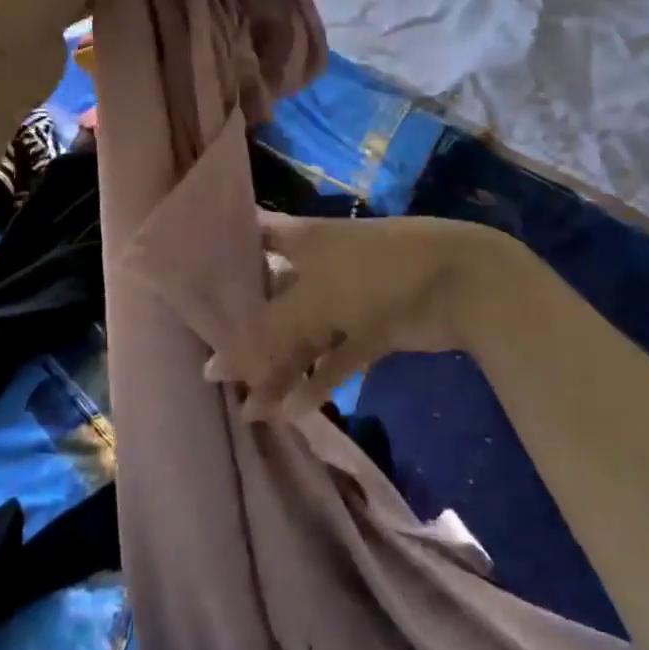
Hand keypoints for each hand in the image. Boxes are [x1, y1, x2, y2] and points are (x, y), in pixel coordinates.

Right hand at [206, 213, 520, 417]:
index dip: (222, 255)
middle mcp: (319, 264)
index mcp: (301, 238)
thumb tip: (213, 371)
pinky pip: (337, 356)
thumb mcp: (312, 301)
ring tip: (252, 410)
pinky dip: (319, 381)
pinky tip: (294, 411)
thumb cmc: (373, 273)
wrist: (459, 283)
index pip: (251, 237)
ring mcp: (348, 297)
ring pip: (304, 335)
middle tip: (216, 368)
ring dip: (282, 369)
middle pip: (274, 298)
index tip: (189, 282)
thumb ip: (264, 338)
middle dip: (248, 332)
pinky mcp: (373, 328)